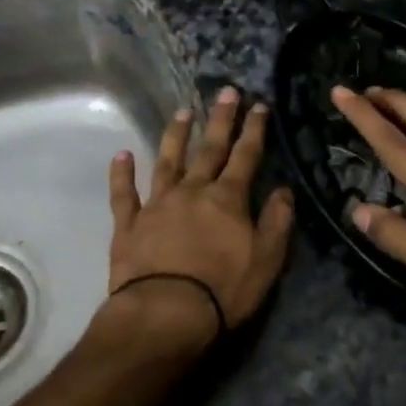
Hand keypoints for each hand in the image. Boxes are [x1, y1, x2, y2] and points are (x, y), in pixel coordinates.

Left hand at [107, 86, 296, 346]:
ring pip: (167, 161)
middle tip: (226, 92)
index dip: (254, 130)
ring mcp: (157, 204)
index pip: (245, 156)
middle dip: (220, 119)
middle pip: (208, 149)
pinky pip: (123, 194)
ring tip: (182, 112)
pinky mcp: (129, 224)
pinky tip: (121, 155)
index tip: (258, 105)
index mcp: (227, 198)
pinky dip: (121, 174)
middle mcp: (192, 191)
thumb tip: (283, 190)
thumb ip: (276, 221)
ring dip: (175, 135)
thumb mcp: (266, 259)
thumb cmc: (223, 289)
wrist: (165, 313)